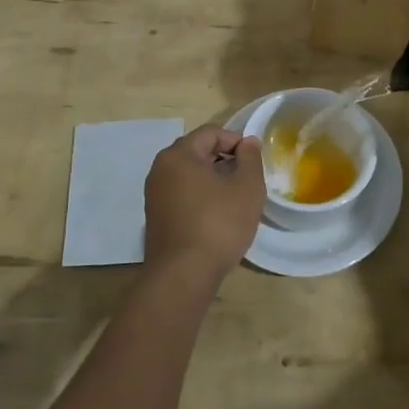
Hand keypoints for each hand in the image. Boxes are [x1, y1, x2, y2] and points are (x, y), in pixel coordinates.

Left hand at [143, 126, 264, 284]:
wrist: (183, 276)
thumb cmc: (219, 224)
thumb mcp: (247, 187)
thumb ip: (250, 158)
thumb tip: (247, 142)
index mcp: (179, 155)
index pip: (211, 132)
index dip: (237, 141)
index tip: (254, 162)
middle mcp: (160, 169)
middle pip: (198, 151)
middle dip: (225, 159)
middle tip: (247, 179)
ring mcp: (154, 194)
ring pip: (189, 174)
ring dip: (213, 179)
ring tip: (235, 198)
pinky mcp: (155, 217)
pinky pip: (182, 194)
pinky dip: (200, 196)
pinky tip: (217, 215)